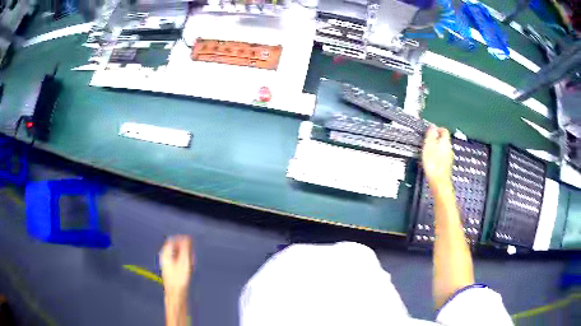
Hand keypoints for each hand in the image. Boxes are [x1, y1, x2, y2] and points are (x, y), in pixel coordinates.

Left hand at [160, 235, 193, 295]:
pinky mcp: (171, 270)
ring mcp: (167, 264)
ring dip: (186, 256)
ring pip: (177, 255)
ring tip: (192, 263)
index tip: (191, 243)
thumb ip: (186, 248)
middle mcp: (165, 257)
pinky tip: (189, 269)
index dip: (183, 239)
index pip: (173, 240)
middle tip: (192, 255)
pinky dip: (184, 262)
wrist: (176, 294)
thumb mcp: (184, 261)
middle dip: (185, 249)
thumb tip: (187, 238)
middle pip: (175, 247)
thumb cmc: (179, 279)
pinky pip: (178, 262)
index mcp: (166, 253)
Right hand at [422, 126, 453, 191]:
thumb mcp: (429, 145)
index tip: (430, 131)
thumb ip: (431, 134)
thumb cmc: (433, 163)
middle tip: (427, 142)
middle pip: (444, 140)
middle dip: (436, 139)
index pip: (444, 130)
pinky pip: (442, 157)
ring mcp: (449, 158)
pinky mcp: (446, 166)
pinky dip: (437, 157)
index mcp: (445, 142)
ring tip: (428, 152)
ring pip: (443, 149)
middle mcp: (449, 149)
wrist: (439, 182)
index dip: (437, 129)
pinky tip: (431, 161)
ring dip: (436, 148)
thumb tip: (433, 126)